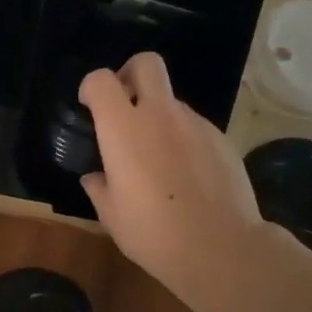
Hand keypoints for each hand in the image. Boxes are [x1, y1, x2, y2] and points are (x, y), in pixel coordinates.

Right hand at [79, 52, 269, 311]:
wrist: (219, 247)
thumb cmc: (152, 232)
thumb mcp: (111, 215)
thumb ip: (99, 187)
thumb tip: (96, 177)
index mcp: (123, 129)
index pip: (101, 80)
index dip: (91, 87)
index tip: (89, 107)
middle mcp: (159, 115)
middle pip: (147, 64)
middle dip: (131, 74)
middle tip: (124, 105)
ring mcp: (195, 125)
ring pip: (172, 102)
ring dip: (159, 117)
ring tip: (157, 159)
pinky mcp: (221, 140)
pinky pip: (194, 128)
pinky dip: (183, 140)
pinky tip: (185, 175)